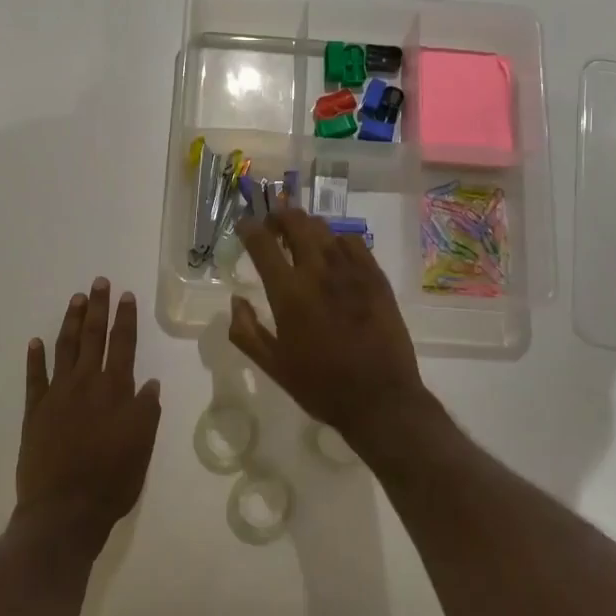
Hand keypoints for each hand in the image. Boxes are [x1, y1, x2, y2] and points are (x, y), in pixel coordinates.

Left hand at [17, 278, 162, 548]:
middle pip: (93, 337)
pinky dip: (35, 358)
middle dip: (97, 308)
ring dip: (70, 322)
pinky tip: (35, 342)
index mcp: (115, 390)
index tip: (126, 295)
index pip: (123, 344)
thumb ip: (146, 411)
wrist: (64, 510)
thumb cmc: (112, 480)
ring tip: (75, 299)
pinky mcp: (34, 412)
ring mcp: (56, 396)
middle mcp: (85, 384)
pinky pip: (34, 378)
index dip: (125, 318)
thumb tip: (149, 382)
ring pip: (64, 349)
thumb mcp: (142, 446)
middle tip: (98, 282)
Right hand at [230, 209, 442, 458]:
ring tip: (300, 238)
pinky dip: (337, 239)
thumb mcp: (273, 366)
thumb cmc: (321, 386)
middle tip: (272, 226)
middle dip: (279, 216)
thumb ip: (246, 331)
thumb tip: (235, 301)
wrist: (380, 399)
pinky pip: (353, 241)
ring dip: (306, 226)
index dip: (249, 228)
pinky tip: (334, 253)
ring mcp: (351, 271)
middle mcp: (318, 272)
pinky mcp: (376, 276)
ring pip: (324, 228)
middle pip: (296, 222)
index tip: (244, 225)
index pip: (262, 244)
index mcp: (288, 293)